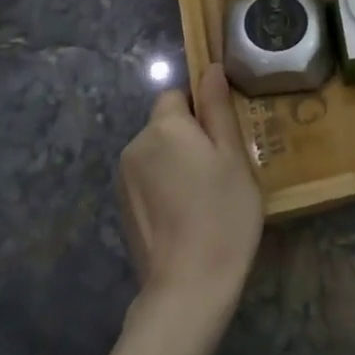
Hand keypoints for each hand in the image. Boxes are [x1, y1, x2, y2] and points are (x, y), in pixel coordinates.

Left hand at [118, 65, 262, 317]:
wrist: (188, 286)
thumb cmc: (222, 213)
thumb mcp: (232, 156)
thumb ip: (218, 109)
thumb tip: (210, 68)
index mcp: (164, 127)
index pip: (177, 95)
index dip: (201, 109)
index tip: (224, 137)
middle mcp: (135, 145)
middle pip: (165, 124)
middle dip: (189, 136)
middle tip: (222, 168)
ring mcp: (123, 178)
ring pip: (157, 152)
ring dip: (177, 161)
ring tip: (206, 195)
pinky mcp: (122, 207)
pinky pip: (148, 178)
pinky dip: (165, 186)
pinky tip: (186, 214)